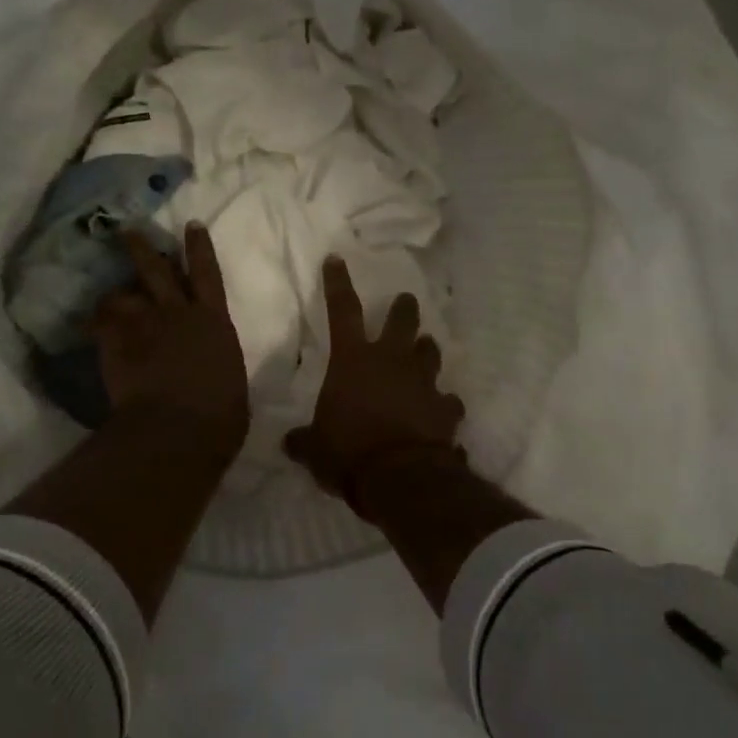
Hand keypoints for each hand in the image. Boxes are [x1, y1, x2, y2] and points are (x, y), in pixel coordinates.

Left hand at [94, 225, 248, 457]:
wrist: (178, 427)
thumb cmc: (220, 413)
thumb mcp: (231, 382)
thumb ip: (218, 364)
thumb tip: (214, 370)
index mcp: (214, 321)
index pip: (208, 274)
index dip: (199, 247)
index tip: (191, 225)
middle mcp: (179, 312)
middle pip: (157, 270)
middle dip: (143, 248)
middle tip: (128, 231)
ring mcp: (144, 325)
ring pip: (124, 294)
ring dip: (116, 293)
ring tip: (108, 297)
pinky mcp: (116, 343)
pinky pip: (100, 323)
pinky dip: (95, 323)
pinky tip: (89, 326)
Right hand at [284, 257, 465, 514]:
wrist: (400, 478)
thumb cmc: (348, 453)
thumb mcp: (315, 448)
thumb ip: (304, 441)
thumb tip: (289, 442)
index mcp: (353, 361)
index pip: (342, 311)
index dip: (337, 284)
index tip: (337, 259)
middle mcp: (391, 362)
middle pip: (403, 321)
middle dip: (404, 308)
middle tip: (406, 300)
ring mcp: (423, 382)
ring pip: (431, 352)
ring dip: (427, 351)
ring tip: (425, 351)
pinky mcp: (446, 408)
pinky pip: (448, 401)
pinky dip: (444, 404)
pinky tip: (442, 411)